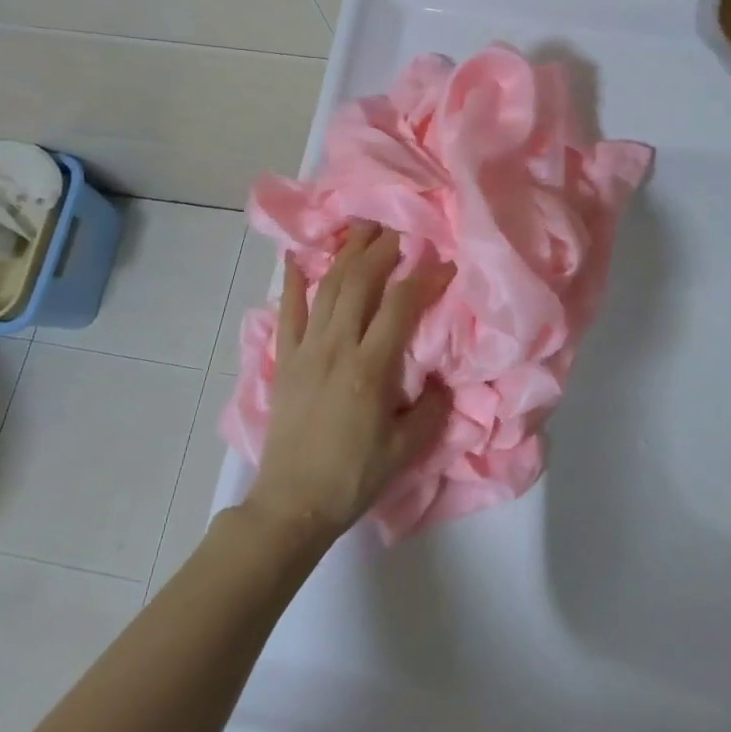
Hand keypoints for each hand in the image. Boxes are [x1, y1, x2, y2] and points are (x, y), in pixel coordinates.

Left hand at [243, 223, 453, 545]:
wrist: (292, 504)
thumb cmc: (353, 477)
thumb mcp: (405, 450)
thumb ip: (432, 410)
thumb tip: (444, 380)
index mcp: (370, 368)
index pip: (402, 306)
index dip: (425, 278)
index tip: (445, 262)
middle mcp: (337, 348)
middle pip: (360, 283)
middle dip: (383, 250)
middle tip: (401, 227)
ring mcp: (306, 351)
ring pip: (327, 288)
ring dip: (346, 254)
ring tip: (362, 228)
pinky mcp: (285, 361)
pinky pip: (288, 313)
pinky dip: (292, 282)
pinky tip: (297, 257)